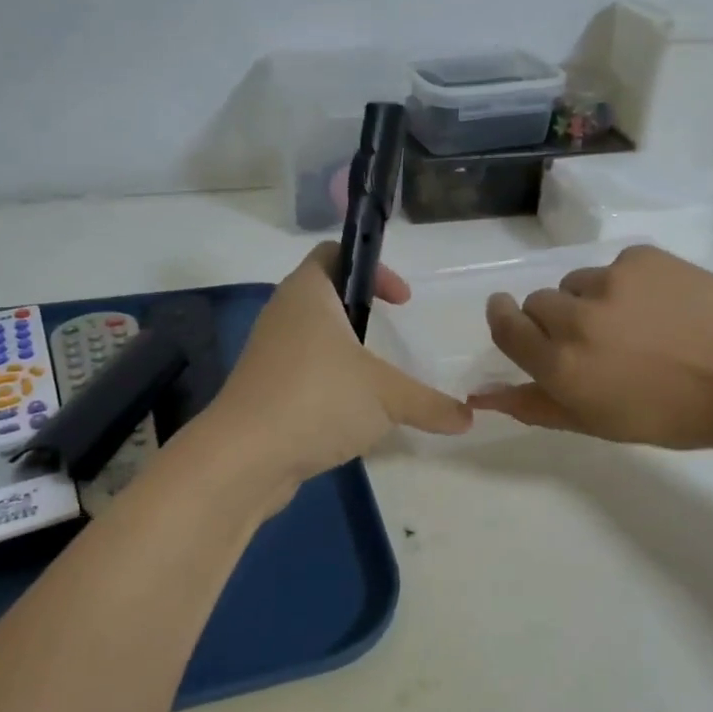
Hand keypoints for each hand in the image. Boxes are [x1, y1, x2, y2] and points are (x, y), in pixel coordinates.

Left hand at [200, 244, 471, 503]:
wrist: (244, 458)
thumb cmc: (318, 399)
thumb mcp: (386, 397)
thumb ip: (430, 403)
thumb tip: (468, 418)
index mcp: (308, 293)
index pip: (335, 253)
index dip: (373, 268)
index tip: (402, 300)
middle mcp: (283, 314)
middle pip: (325, 295)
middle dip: (361, 312)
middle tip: (391, 335)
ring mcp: (269, 354)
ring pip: (313, 338)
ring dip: (345, 352)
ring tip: (376, 380)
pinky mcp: (264, 390)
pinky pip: (302, 373)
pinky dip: (329, 384)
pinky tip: (352, 416)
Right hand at [469, 245, 712, 450]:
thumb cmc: (671, 415)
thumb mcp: (597, 422)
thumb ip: (535, 404)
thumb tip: (483, 393)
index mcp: (561, 365)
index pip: (506, 328)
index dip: (505, 319)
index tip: (512, 317)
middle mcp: (575, 318)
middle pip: (538, 302)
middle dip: (555, 319)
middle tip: (596, 339)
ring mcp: (609, 281)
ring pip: (577, 283)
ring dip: (591, 300)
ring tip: (637, 323)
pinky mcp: (641, 258)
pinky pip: (616, 266)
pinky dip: (629, 283)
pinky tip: (663, 306)